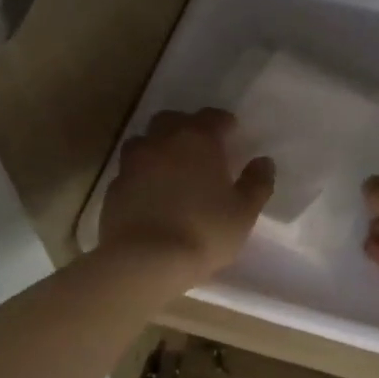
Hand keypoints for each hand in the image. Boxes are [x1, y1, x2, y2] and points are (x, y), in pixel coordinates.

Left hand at [100, 109, 274, 282]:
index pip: (213, 117)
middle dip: (187, 128)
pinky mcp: (114, 186)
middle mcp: (162, 141)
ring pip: (145, 141)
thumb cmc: (204, 232)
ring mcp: (133, 162)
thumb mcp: (243, 212)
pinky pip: (130, 170)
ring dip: (159, 147)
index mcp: (198, 140)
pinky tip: (151, 194)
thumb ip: (257, 183)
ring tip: (171, 169)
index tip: (232, 134)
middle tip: (200, 149)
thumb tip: (263, 162)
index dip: (224, 123)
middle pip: (173, 120)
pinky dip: (142, 175)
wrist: (145, 260)